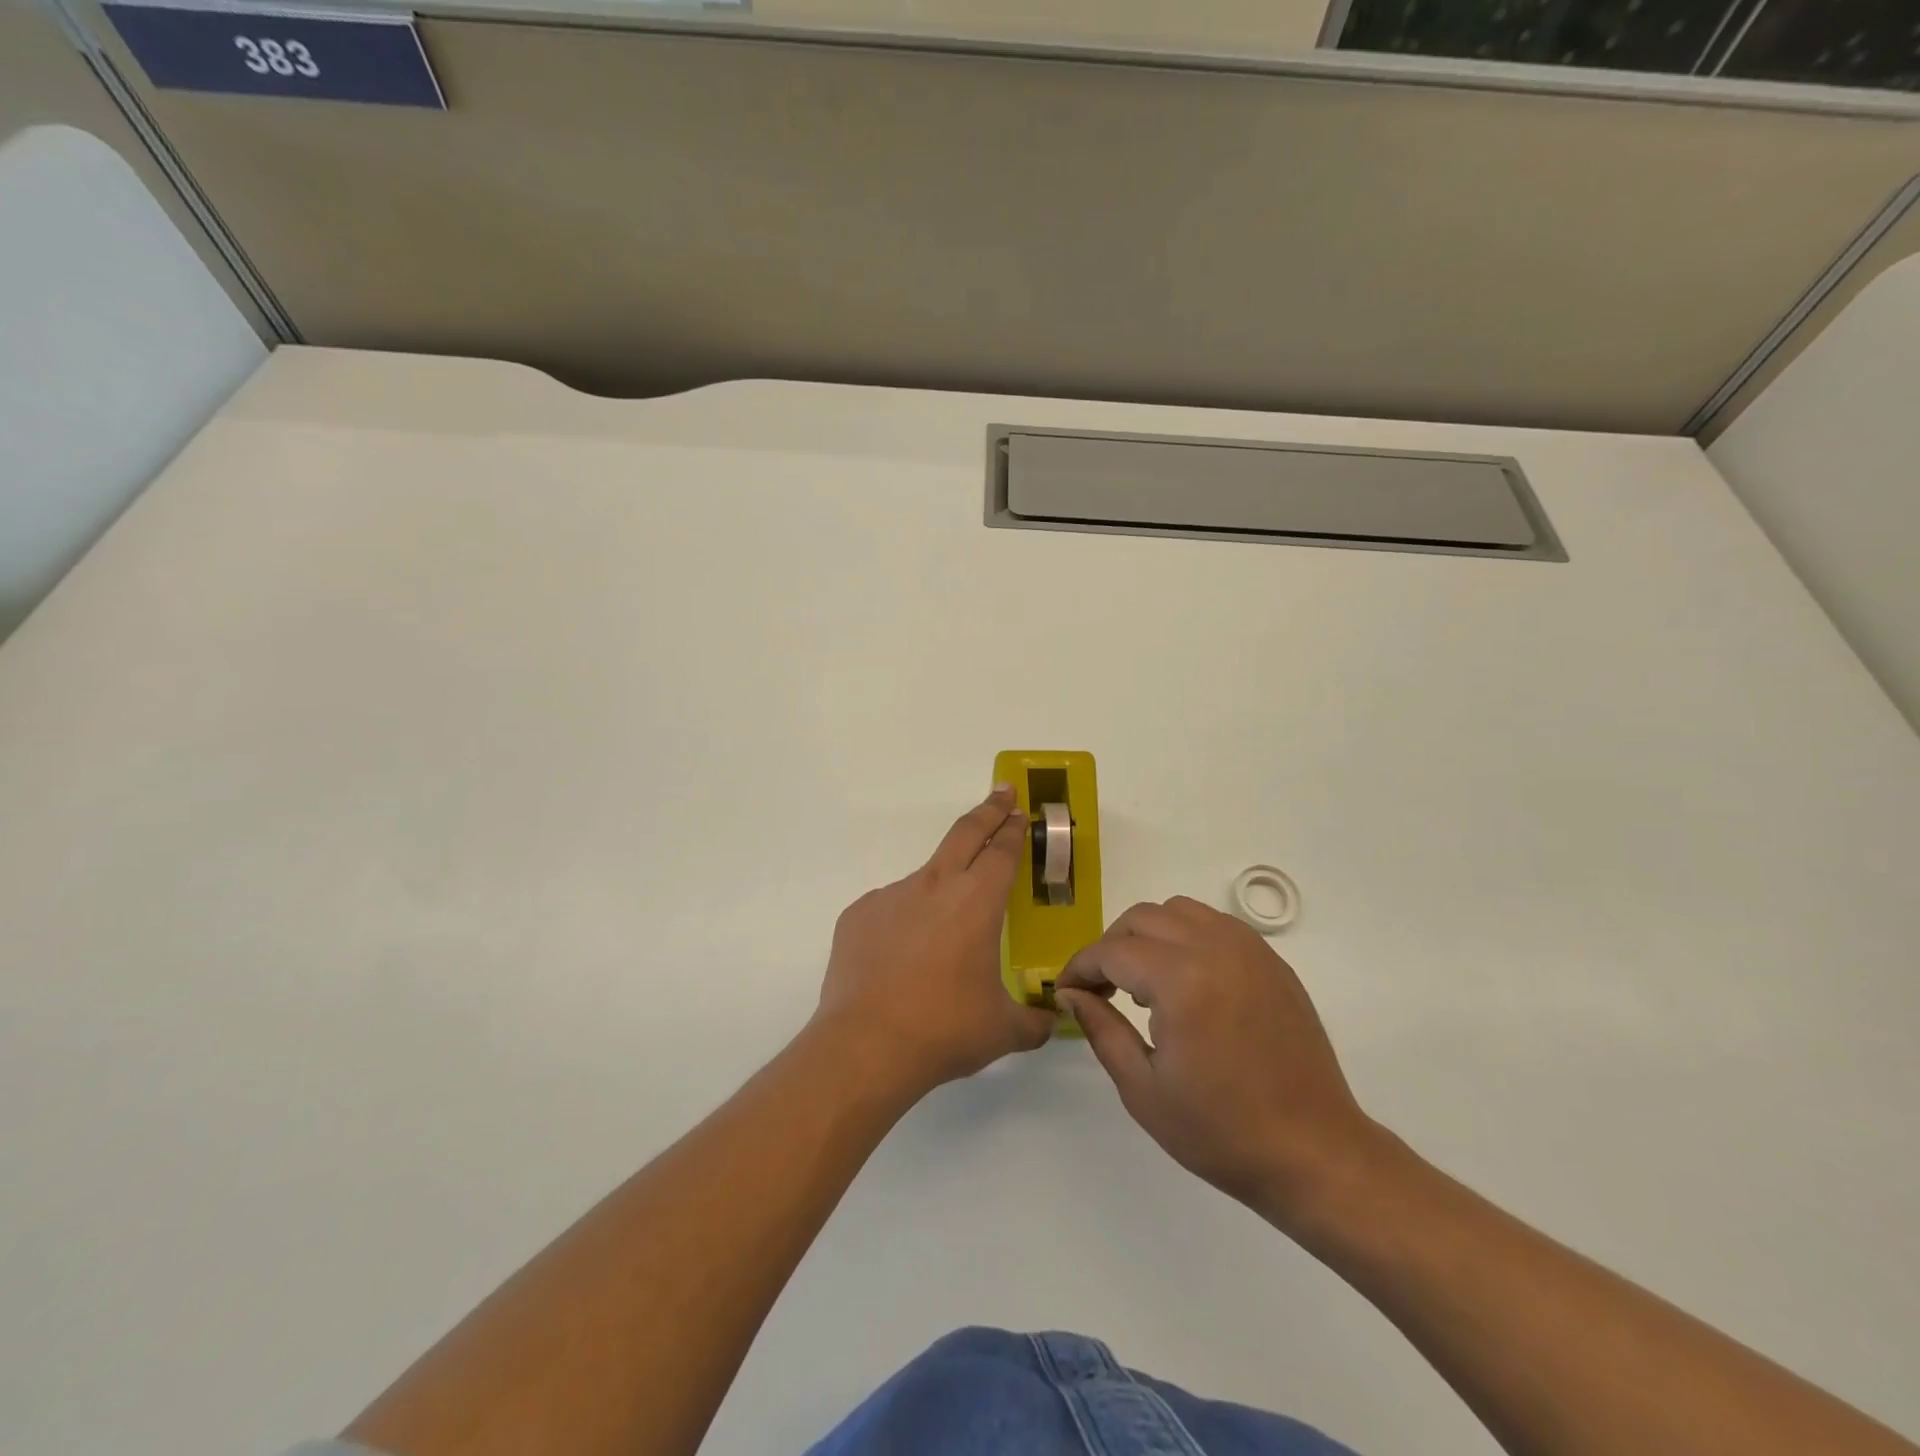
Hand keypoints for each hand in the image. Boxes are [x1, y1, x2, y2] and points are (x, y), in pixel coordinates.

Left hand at [814, 785, 1055, 1098]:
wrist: (865, 1046)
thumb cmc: (944, 1029)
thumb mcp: (1002, 1030)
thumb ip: (1035, 1020)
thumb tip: (1053, 1020)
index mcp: (976, 902)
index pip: (1001, 852)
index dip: (1013, 829)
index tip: (1018, 811)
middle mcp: (934, 886)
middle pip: (965, 834)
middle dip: (988, 810)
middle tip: (1002, 793)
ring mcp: (891, 896)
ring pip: (925, 879)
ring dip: (942, 889)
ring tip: (943, 938)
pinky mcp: (859, 914)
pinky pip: (891, 909)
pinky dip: (904, 922)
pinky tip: (902, 960)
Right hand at [1057, 897, 1378, 1225]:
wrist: (1314, 1153)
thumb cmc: (1221, 1132)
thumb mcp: (1143, 1089)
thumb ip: (1100, 1029)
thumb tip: (1069, 994)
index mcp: (1182, 981)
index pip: (1112, 951)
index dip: (1080, 968)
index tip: (1065, 991)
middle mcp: (1215, 948)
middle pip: (1142, 918)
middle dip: (1111, 947)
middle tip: (1101, 989)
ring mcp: (1249, 950)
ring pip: (1178, 911)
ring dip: (1148, 935)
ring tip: (1144, 983)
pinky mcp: (1272, 961)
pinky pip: (1215, 925)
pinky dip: (1186, 937)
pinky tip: (1186, 982)